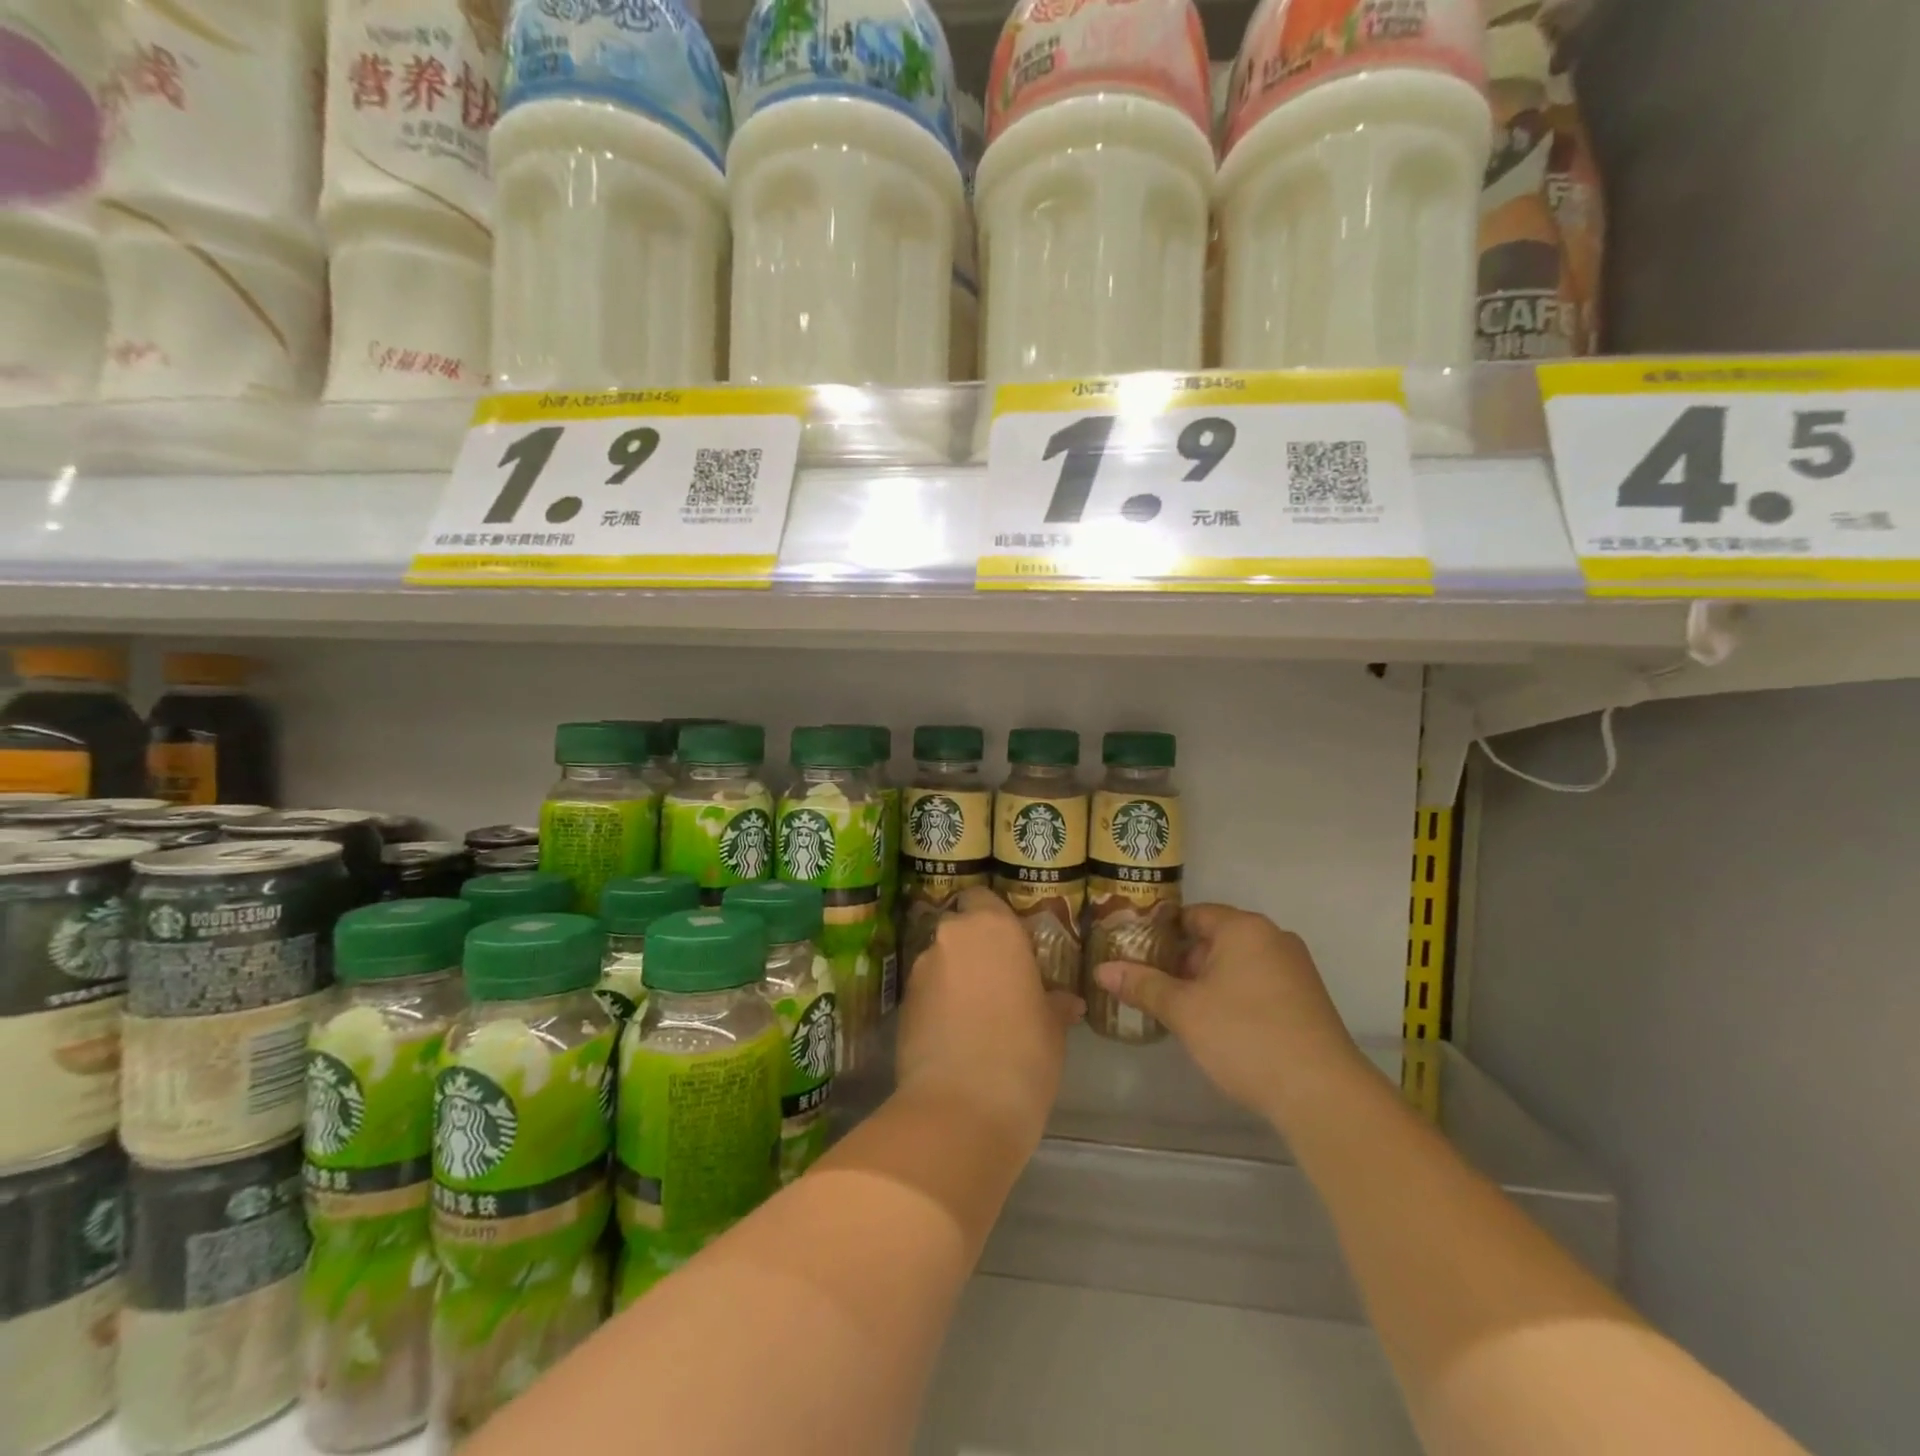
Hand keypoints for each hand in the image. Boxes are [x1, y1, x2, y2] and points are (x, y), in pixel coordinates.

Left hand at [896, 888, 1083, 1144]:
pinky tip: (954, 1037)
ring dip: (955, 978)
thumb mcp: (1052, 1028)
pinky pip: (926, 993)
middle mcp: (951, 937)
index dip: (994, 917)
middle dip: (974, 950)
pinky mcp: (901, 1004)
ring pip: (941, 961)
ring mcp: (921, 970)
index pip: (984, 897)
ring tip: (976, 1016)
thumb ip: (1054, 1004)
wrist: (961, 1109)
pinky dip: (938, 1005)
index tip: (1012, 945)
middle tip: (999, 983)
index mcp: (993, 928)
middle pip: (960, 930)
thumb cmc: (1023, 1054)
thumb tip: (1067, 1002)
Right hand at [1092, 905, 1363, 1126]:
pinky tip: (1217, 1026)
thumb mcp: (1184, 1010)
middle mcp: (1273, 938)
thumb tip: (1101, 970)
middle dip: (1183, 960)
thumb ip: (1142, 985)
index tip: (1135, 951)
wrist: (1322, 1093)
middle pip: (1216, 938)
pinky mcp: (1307, 1000)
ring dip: (1208, 981)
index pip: (1193, 915)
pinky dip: (1234, 995)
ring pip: (1238, 964)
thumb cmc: (1245, 1036)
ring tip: (1178, 1008)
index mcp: (1244, 928)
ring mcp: (1295, 969)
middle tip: (1151, 984)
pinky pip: (1259, 984)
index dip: (1161, 931)